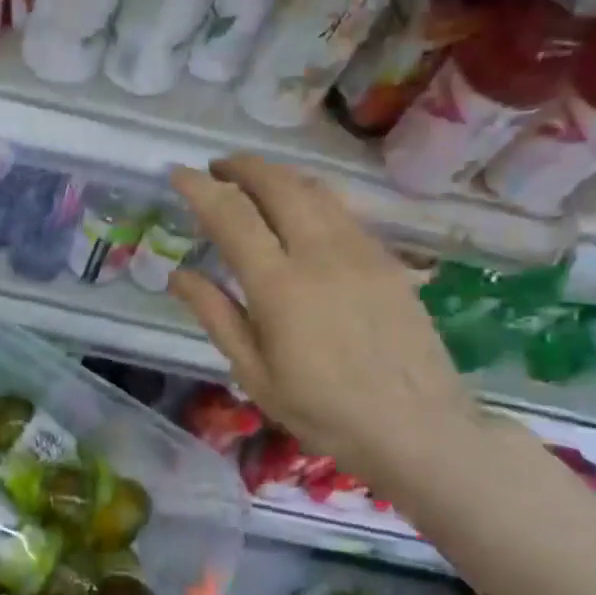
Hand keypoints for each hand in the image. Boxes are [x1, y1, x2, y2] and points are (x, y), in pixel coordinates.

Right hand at [168, 155, 479, 490]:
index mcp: (279, 285)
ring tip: (253, 181)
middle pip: (278, 184)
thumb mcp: (254, 373)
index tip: (177, 174)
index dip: (199, 188)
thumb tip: (177, 274)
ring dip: (277, 175)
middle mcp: (321, 253)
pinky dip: (310, 196)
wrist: (418, 427)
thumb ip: (215, 315)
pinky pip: (342, 210)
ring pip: (314, 189)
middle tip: (216, 169)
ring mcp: (361, 251)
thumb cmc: (323, 410)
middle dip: (241, 167)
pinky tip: (300, 212)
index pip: (231, 215)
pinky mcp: (388, 259)